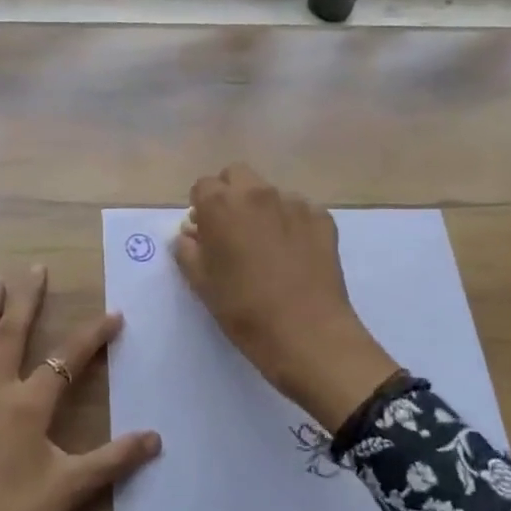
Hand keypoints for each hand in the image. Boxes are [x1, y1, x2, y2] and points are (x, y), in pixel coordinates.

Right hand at [175, 165, 399, 431]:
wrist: (307, 334)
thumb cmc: (244, 310)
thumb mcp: (202, 284)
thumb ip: (188, 250)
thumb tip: (190, 234)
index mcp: (221, 205)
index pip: (203, 186)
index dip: (201, 207)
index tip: (205, 232)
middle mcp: (258, 193)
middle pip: (237, 175)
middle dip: (230, 194)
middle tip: (232, 230)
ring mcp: (294, 203)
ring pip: (270, 193)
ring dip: (263, 209)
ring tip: (267, 247)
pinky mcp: (323, 219)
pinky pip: (300, 210)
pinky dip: (292, 224)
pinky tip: (294, 254)